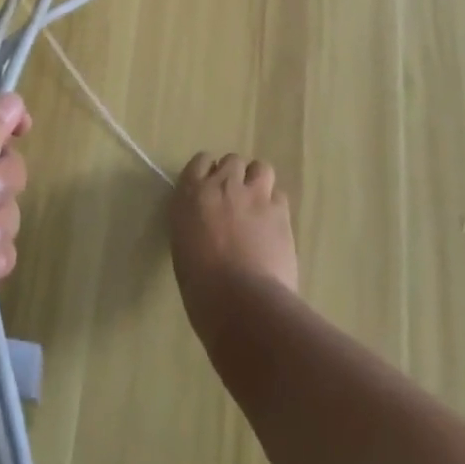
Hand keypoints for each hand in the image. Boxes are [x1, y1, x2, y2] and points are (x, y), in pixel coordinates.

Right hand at [169, 152, 298, 347]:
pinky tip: (273, 226)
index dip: (208, 173)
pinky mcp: (280, 211)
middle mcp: (222, 185)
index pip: (200, 162)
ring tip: (257, 206)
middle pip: (232, 161)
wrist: (241, 301)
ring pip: (260, 168)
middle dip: (235, 176)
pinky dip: (275, 206)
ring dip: (258, 182)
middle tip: (235, 201)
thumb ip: (194, 224)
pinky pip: (279, 195)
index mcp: (191, 195)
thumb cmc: (201, 287)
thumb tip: (206, 225)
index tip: (210, 189)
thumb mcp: (184, 248)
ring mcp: (254, 195)